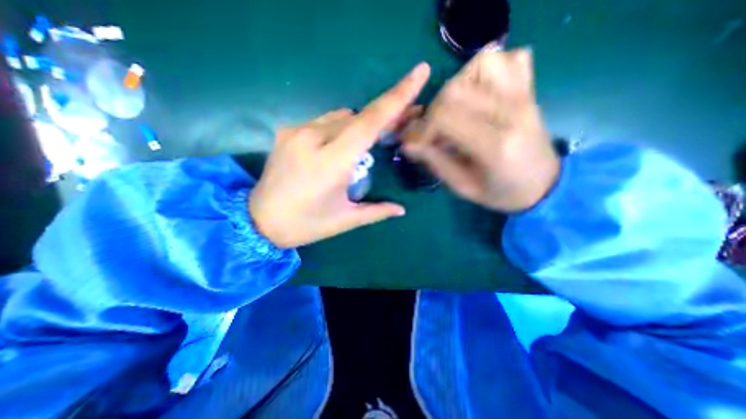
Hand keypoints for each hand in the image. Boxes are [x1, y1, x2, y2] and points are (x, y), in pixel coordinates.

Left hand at [250, 62, 431, 247]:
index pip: (369, 123)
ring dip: (360, 125)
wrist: (259, 222)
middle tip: (405, 120)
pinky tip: (340, 145)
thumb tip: (401, 209)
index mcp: (331, 163)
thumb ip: (376, 211)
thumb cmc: (306, 224)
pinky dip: (340, 128)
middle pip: (358, 116)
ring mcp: (296, 131)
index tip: (419, 72)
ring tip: (368, 143)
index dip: (396, 98)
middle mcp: (312, 138)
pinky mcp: (287, 131)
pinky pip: (324, 121)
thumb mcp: (345, 220)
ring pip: (341, 116)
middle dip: (384, 115)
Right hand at [403, 50, 558, 213]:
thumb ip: (435, 162)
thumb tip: (408, 144)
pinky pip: (508, 59)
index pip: (445, 117)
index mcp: (495, 145)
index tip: (417, 142)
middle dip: (434, 110)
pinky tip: (476, 92)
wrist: (543, 185)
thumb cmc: (501, 192)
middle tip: (433, 130)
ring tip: (452, 110)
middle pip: (456, 89)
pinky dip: (485, 69)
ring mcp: (524, 96)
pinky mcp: (529, 90)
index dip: (423, 128)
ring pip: (481, 64)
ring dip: (456, 85)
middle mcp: (512, 113)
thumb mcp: (463, 187)